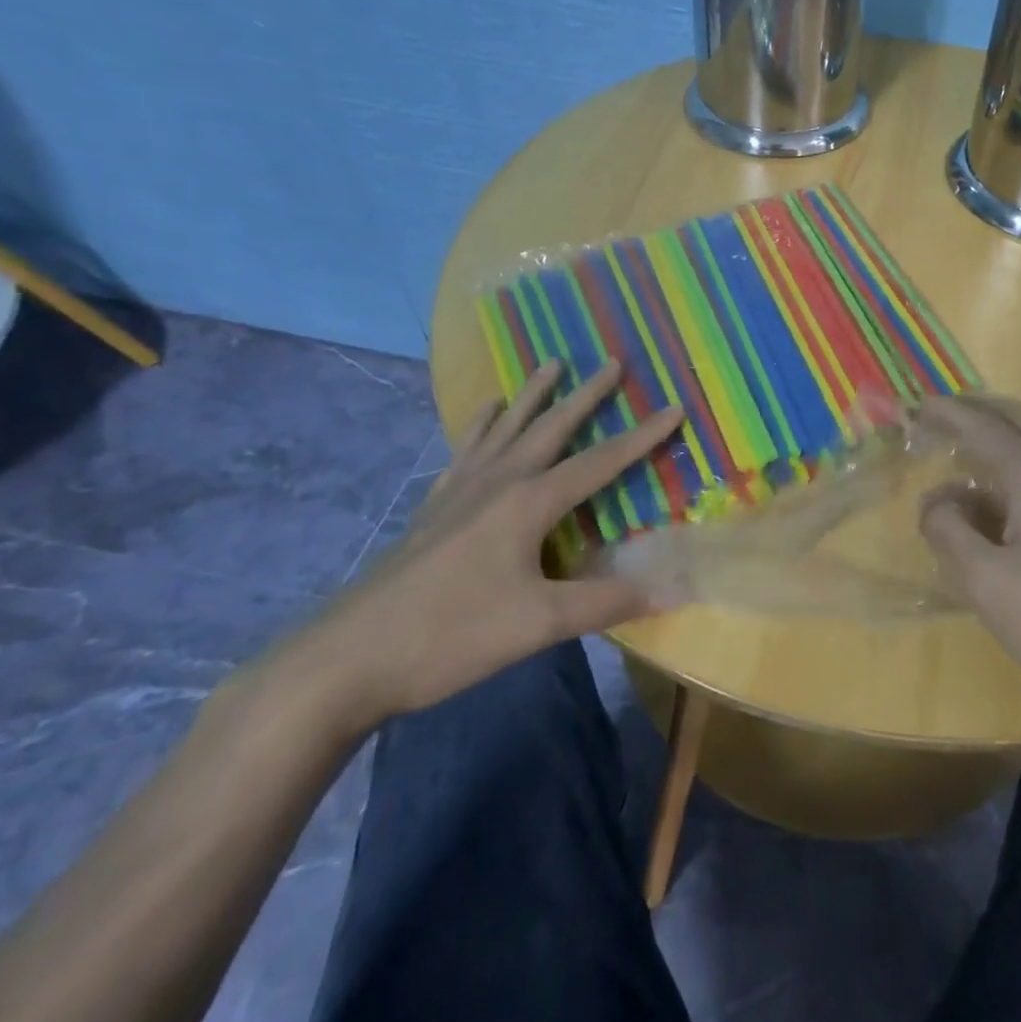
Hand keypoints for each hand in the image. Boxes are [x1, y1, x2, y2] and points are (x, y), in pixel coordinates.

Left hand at [288, 360, 682, 731]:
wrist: (345, 660)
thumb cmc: (450, 636)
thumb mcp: (538, 624)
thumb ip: (606, 602)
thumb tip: (671, 590)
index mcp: (528, 503)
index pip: (600, 462)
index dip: (642, 437)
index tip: (674, 407)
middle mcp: (498, 482)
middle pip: (551, 427)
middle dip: (587, 395)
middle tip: (612, 361)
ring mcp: (460, 491)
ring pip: (505, 428)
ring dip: (533, 395)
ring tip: (550, 363)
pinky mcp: (434, 508)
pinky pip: (466, 450)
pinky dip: (480, 425)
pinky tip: (483, 413)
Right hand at [916, 395, 1020, 729]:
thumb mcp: (984, 582)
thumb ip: (948, 530)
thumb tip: (936, 499)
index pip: (985, 430)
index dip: (949, 414)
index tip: (918, 405)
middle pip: (1020, 421)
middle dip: (979, 411)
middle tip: (943, 415)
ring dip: (1011, 426)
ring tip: (980, 434)